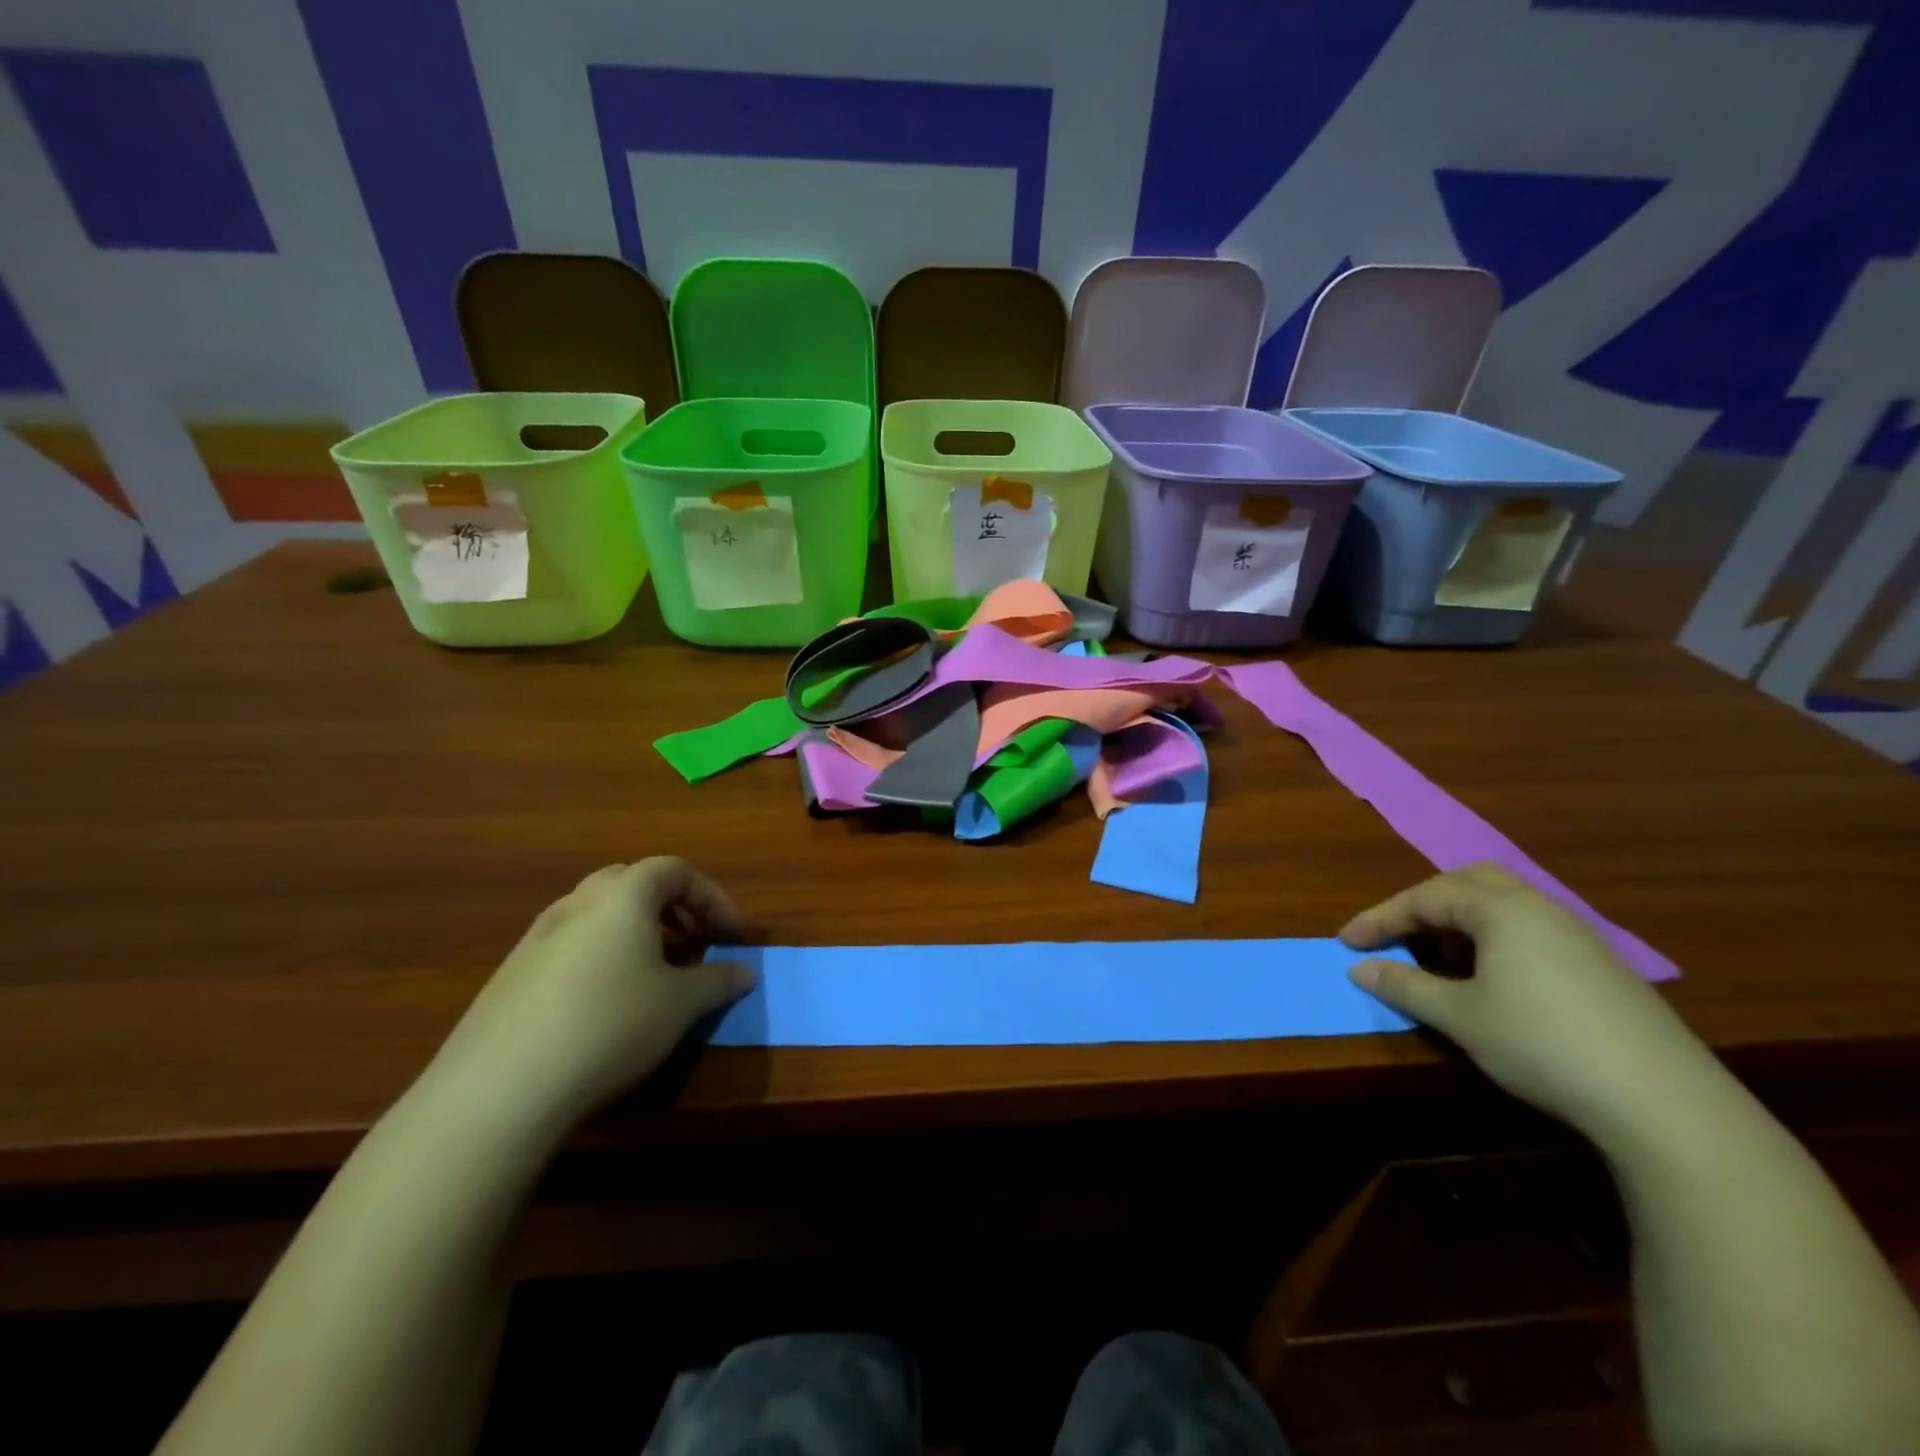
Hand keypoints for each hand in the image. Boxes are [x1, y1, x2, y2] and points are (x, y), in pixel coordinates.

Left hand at [425, 858, 756, 1143]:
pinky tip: (603, 1003)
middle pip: (633, 882)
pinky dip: (599, 956)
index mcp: (623, 897)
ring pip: (597, 914)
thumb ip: (719, 980)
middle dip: (671, 905)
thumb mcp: (680, 1005)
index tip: (735, 935)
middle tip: (694, 939)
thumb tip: (746, 971)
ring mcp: (536, 938)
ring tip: (653, 971)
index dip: (715, 898)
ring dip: (634, 930)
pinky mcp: (509, 975)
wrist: (498, 1090)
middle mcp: (577, 903)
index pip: (677, 871)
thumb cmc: (609, 1026)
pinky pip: (568, 946)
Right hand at [1339, 864, 1716, 1138]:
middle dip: (1423, 903)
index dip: (1379, 918)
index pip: (1424, 897)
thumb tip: (1359, 968)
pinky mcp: (1601, 966)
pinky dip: (1494, 938)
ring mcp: (1577, 935)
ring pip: (1504, 904)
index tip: (1346, 942)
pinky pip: (1530, 929)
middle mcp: (1540, 908)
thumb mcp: (1460, 1017)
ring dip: (1460, 920)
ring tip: (1437, 955)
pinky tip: (1492, 978)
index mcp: (1502, 910)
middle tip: (1396, 934)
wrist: (1665, 1103)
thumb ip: (1405, 986)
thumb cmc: (1542, 1045)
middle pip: (1468, 883)